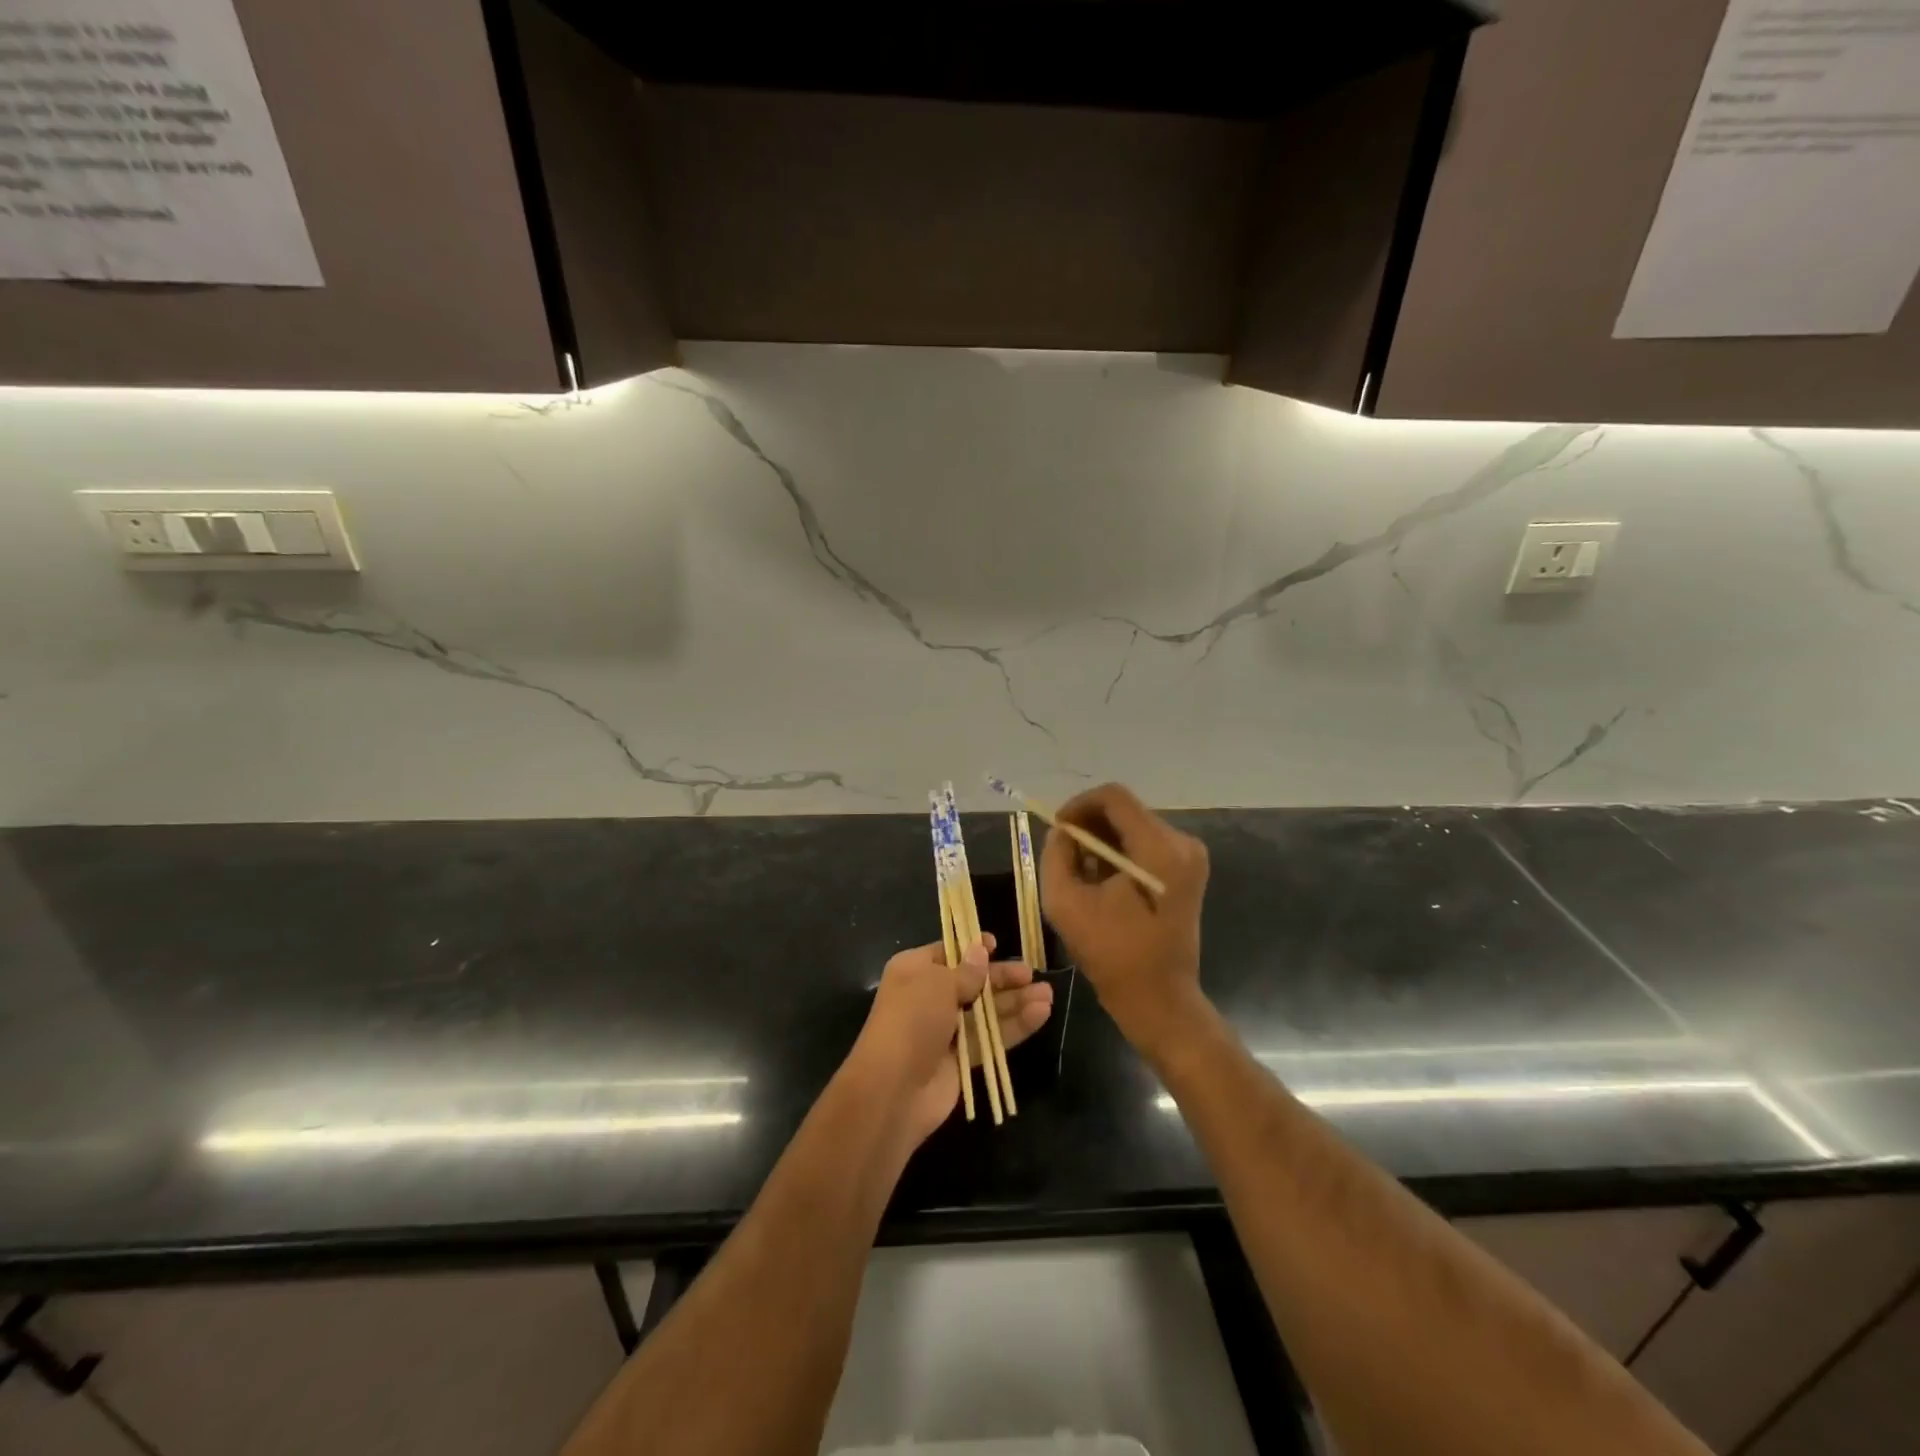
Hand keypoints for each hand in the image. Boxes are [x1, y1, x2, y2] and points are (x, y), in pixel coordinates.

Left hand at [850, 934, 1053, 1148]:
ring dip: (1015, 1002)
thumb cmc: (911, 1021)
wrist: (893, 1089)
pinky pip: (991, 1037)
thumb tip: (981, 950)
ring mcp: (946, 1029)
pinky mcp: (961, 1059)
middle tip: (1032, 975)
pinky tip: (1041, 1014)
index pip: (948, 953)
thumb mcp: (937, 984)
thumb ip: (966, 970)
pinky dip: (1015, 1026)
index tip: (998, 945)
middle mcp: (929, 997)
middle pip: (973, 982)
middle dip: (1002, 978)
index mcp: (914, 971)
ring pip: (986, 1011)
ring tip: (1048, 995)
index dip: (973, 948)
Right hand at [1038, 783, 1208, 1054]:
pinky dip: (1120, 854)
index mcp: (1158, 848)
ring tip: (1080, 871)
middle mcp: (1182, 842)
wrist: (1160, 999)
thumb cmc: (1112, 954)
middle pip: (1126, 811)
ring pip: (1135, 826)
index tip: (1057, 827)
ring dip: (1103, 841)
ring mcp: (1190, 857)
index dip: (1079, 805)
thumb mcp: (1065, 902)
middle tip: (1063, 851)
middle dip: (1090, 825)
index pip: (1114, 797)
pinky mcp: (1188, 871)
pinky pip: (1147, 845)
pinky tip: (1102, 881)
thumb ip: (1057, 855)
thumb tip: (1063, 832)